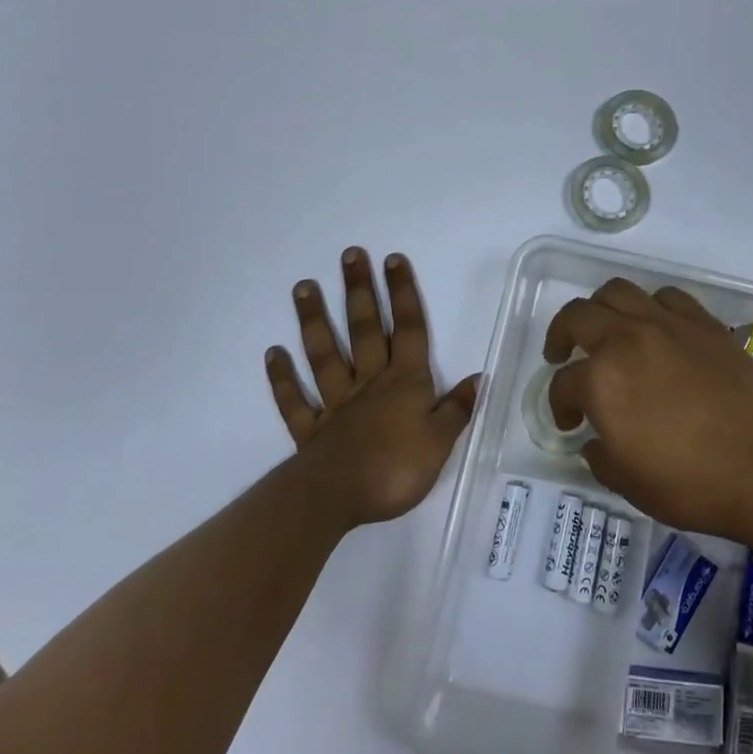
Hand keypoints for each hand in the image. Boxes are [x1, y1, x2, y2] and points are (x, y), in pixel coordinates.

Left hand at [266, 249, 477, 526]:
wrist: (337, 498)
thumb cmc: (396, 468)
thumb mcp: (440, 442)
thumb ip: (457, 409)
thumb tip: (480, 378)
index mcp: (405, 382)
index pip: (408, 329)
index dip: (403, 294)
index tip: (393, 260)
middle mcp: (370, 383)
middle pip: (365, 330)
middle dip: (360, 291)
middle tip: (349, 255)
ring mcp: (337, 403)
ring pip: (325, 354)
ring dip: (315, 320)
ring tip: (304, 286)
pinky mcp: (311, 430)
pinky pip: (295, 400)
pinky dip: (282, 378)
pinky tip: (273, 353)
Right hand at [545, 278, 752, 538]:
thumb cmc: (690, 483)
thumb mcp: (628, 483)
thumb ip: (600, 455)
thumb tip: (597, 439)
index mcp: (601, 379)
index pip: (564, 384)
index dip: (559, 404)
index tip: (570, 423)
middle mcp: (626, 339)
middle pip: (577, 316)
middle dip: (561, 335)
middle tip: (562, 354)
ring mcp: (666, 324)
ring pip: (617, 291)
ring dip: (600, 308)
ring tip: (605, 329)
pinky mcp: (702, 322)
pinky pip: (666, 297)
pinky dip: (651, 306)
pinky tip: (655, 327)